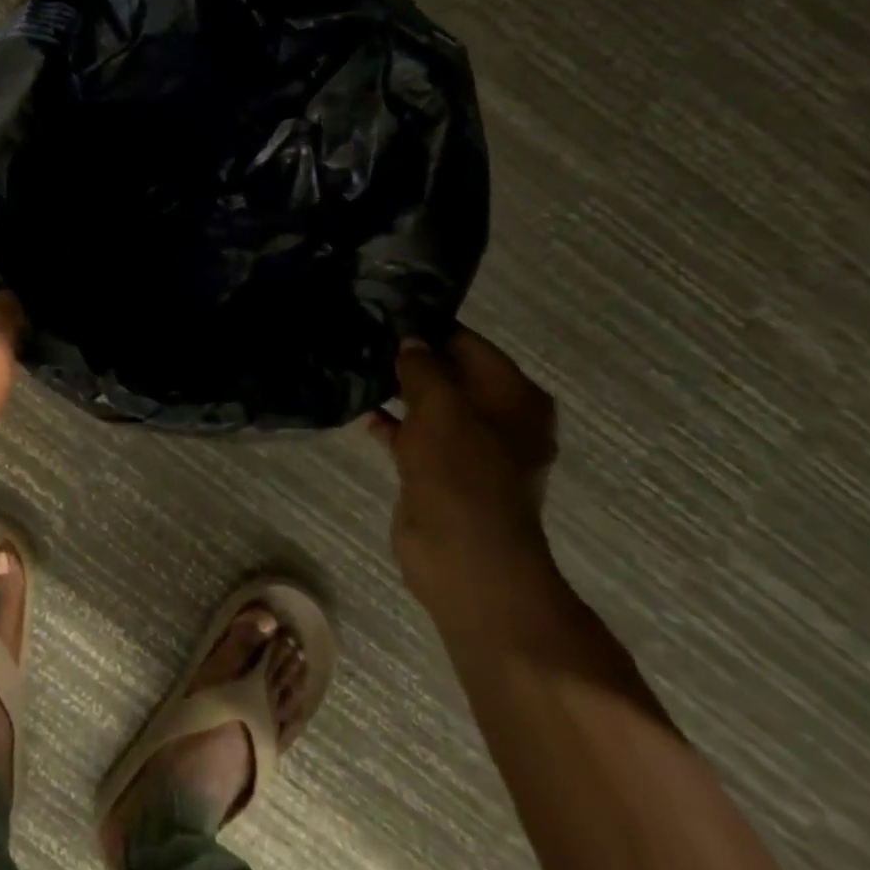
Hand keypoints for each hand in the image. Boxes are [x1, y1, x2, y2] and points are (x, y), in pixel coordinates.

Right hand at [365, 328, 559, 633]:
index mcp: (515, 397)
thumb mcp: (441, 407)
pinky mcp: (440, 472)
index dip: (430, 329)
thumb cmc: (463, 472)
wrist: (464, 556)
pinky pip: (413, 436)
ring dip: (396, 391)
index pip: (469, 345)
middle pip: (449, 374)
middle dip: (410, 360)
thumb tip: (409, 341)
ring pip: (429, 406)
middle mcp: (498, 418)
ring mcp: (469, 448)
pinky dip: (390, 424)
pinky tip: (358, 410)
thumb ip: (423, 367)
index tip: (387, 313)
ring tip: (354, 366)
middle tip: (363, 337)